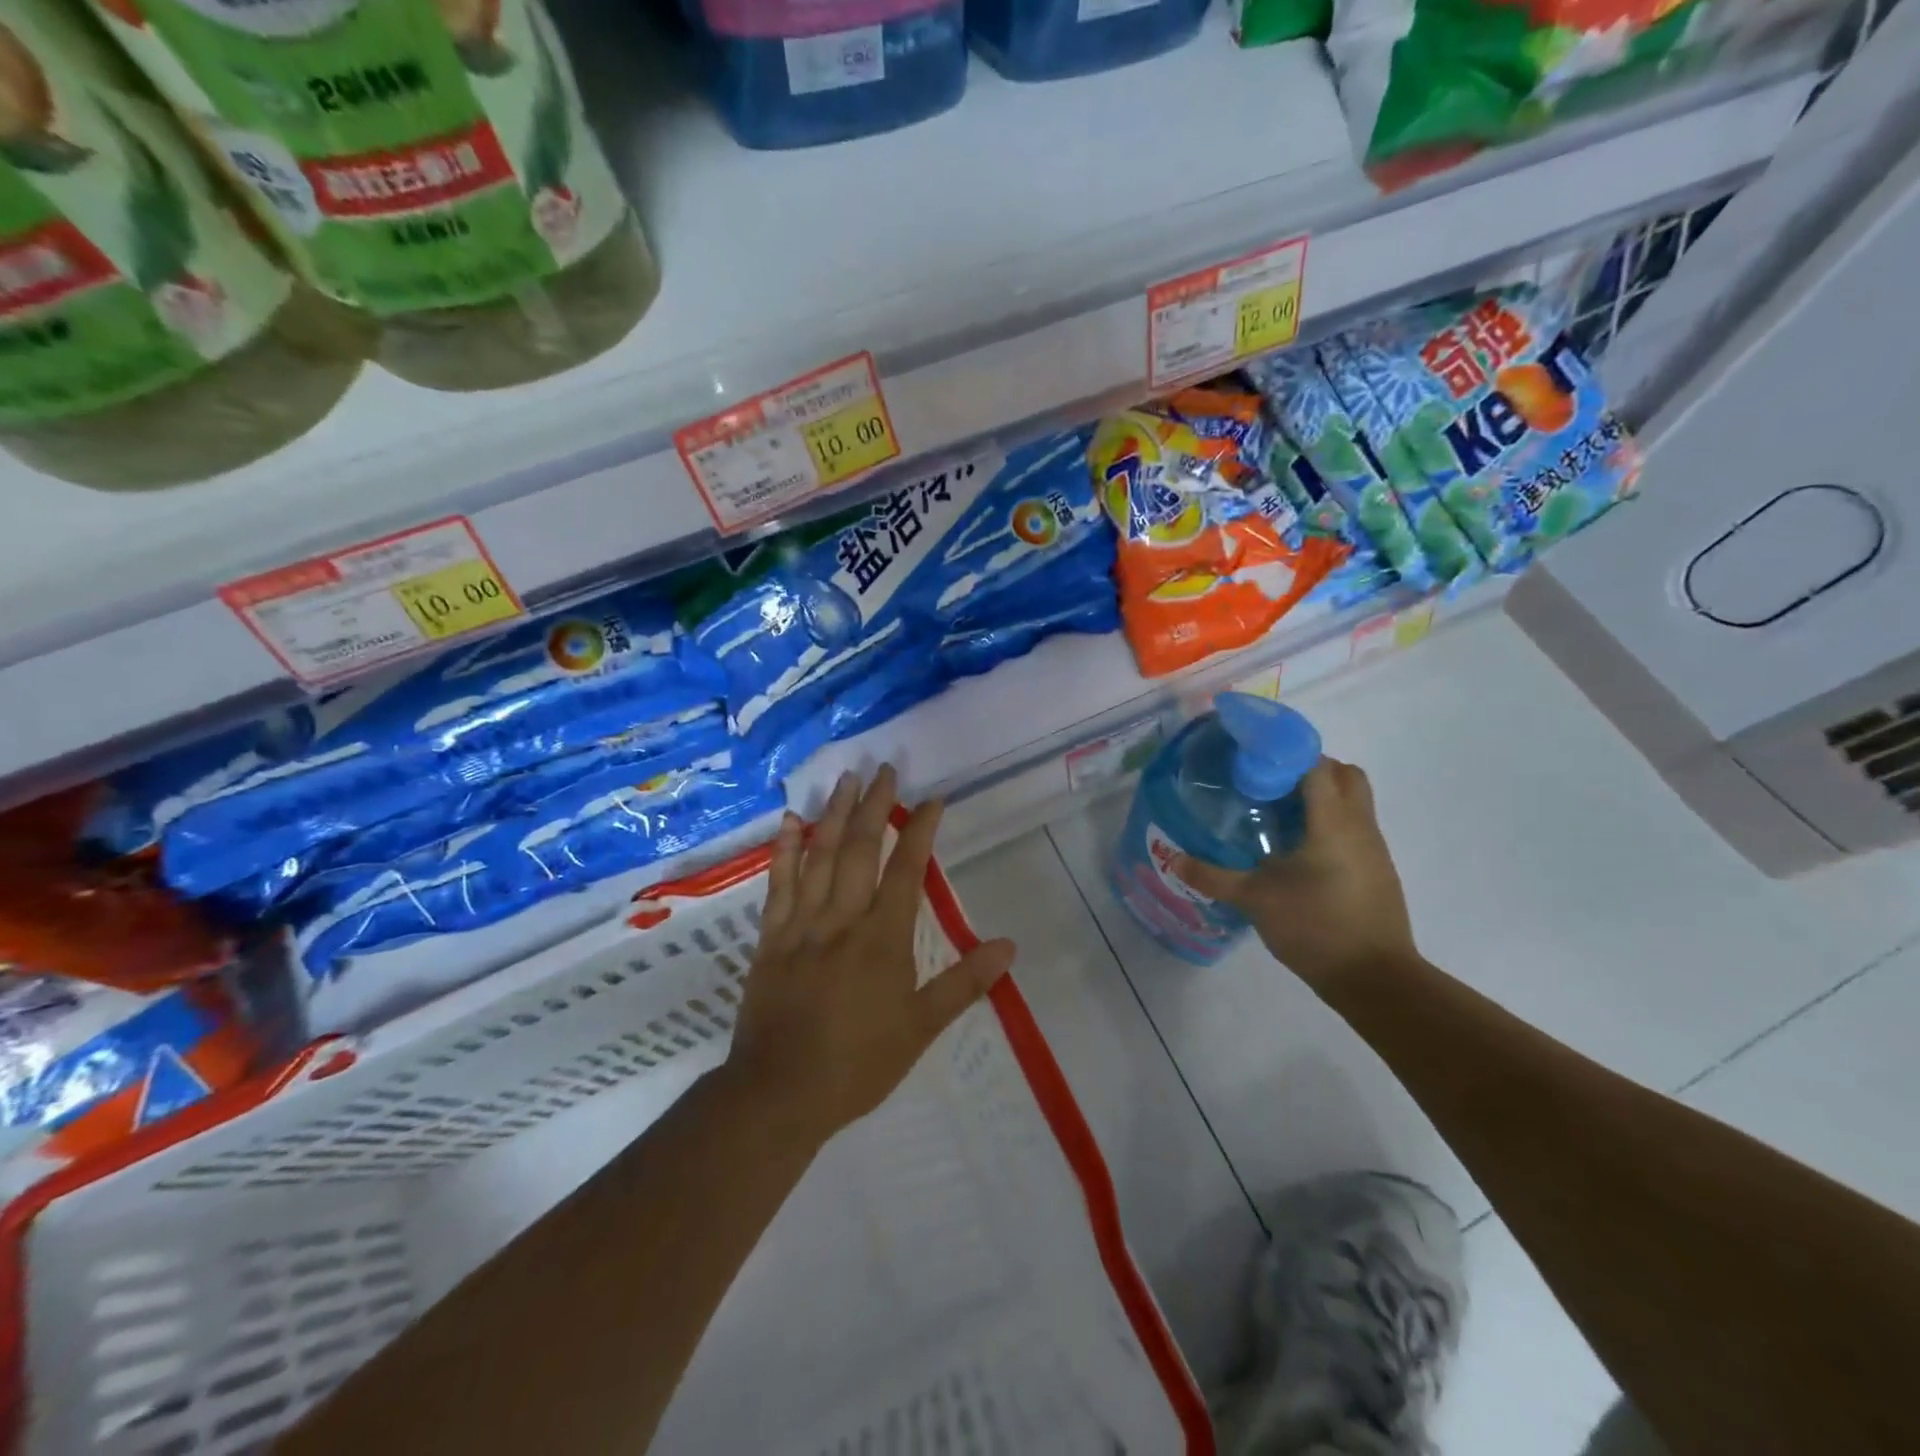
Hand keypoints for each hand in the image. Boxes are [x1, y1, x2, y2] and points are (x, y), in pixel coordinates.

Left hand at [725, 766, 1016, 1144]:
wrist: (780, 1092)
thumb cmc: (858, 1063)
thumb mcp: (920, 1028)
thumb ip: (964, 983)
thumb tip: (1009, 946)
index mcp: (883, 938)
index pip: (906, 869)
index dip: (919, 830)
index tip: (932, 800)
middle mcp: (842, 919)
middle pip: (859, 849)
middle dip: (875, 806)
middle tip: (884, 770)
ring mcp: (801, 924)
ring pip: (818, 856)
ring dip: (834, 814)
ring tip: (846, 779)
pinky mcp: (770, 937)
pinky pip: (778, 883)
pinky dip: (785, 849)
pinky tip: (792, 822)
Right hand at [1172, 756, 1418, 990]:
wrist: (1375, 978)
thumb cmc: (1316, 927)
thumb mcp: (1255, 899)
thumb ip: (1213, 876)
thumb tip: (1173, 858)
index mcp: (1332, 822)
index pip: (1316, 765)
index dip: (1284, 755)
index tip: (1252, 761)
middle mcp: (1359, 825)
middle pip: (1344, 774)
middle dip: (1308, 769)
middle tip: (1269, 785)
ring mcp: (1374, 848)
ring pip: (1353, 800)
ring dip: (1321, 796)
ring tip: (1278, 815)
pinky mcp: (1377, 870)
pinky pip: (1355, 827)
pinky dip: (1329, 823)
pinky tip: (1298, 850)